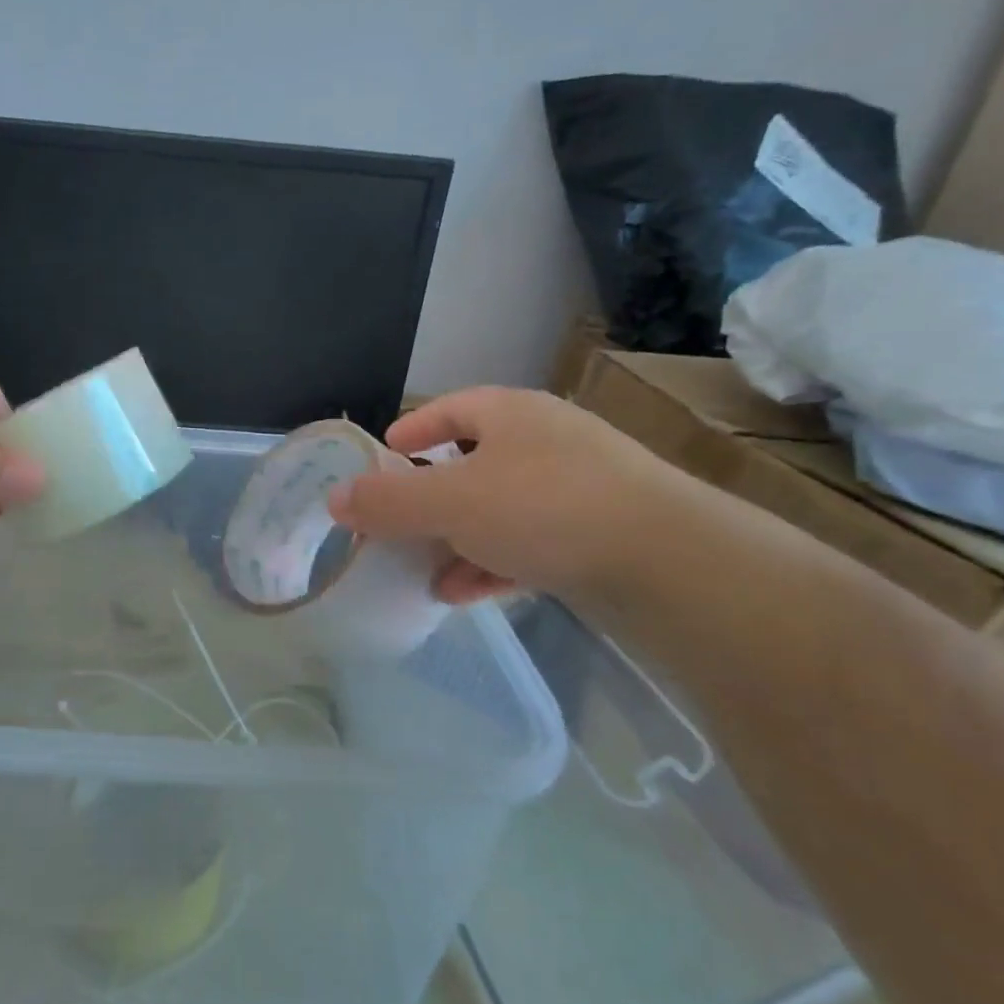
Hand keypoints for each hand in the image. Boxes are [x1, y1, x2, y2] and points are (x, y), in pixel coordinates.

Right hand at [327, 387, 685, 603]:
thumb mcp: (449, 502)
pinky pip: (528, 543)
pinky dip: (491, 564)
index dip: (411, 431)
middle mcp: (545, 443)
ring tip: (422, 569)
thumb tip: (334, 499)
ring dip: (456, 538)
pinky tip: (462, 593)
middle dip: (429, 498)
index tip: (383, 457)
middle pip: (470, 464)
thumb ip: (387, 501)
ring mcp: (577, 490)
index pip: (448, 410)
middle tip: (396, 523)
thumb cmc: (544, 508)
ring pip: (498, 510)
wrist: (669, 562)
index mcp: (511, 415)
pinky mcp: (597, 535)